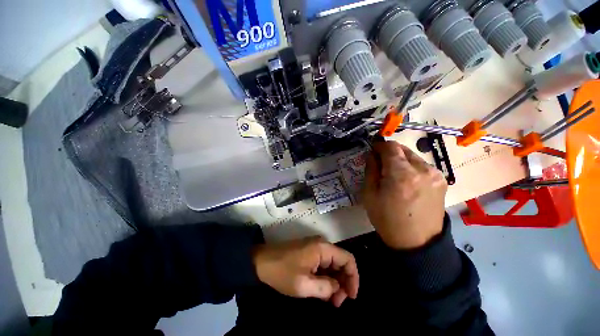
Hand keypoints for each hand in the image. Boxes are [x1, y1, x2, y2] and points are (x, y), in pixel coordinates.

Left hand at [252, 237, 358, 306]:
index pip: (348, 259)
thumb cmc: (282, 272)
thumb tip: (337, 288)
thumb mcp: (304, 285)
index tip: (351, 297)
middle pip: (341, 262)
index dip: (353, 278)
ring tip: (331, 300)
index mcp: (323, 248)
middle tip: (338, 303)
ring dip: (335, 281)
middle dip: (343, 282)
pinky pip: (324, 264)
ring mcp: (315, 247)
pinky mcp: (309, 252)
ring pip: (333, 264)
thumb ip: (325, 287)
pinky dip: (326, 277)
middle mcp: (322, 244)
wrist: (261, 261)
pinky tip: (323, 290)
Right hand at [362, 141, 447, 249]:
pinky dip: (411, 168)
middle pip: (403, 149)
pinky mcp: (442, 180)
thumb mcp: (369, 195)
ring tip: (394, 176)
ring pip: (413, 156)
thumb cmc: (387, 219)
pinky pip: (422, 166)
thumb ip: (371, 170)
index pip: (390, 147)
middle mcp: (422, 169)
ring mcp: (435, 174)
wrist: (417, 242)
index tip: (372, 151)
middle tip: (381, 165)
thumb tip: (372, 155)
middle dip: (389, 153)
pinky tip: (408, 182)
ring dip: (401, 161)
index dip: (379, 146)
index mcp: (401, 174)